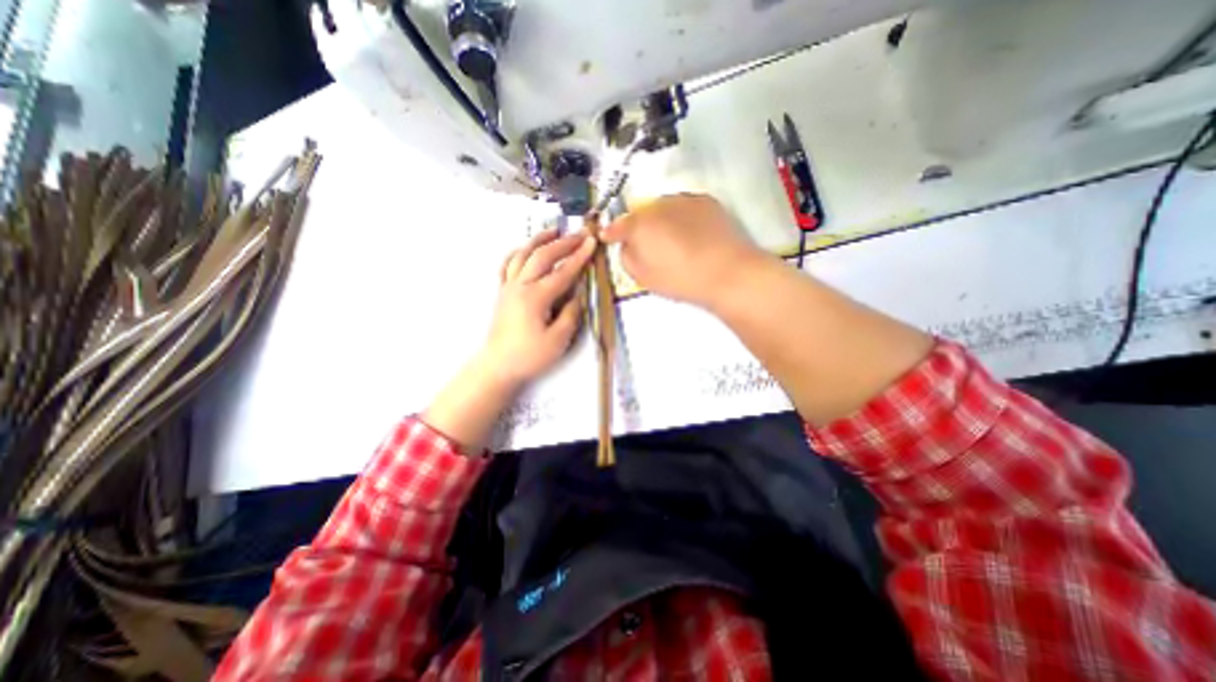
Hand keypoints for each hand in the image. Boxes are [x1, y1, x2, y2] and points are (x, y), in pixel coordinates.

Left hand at [425, 230, 596, 453]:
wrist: (498, 365)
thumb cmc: (529, 356)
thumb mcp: (558, 340)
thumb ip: (571, 314)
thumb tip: (578, 294)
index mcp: (536, 297)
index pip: (563, 272)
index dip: (579, 257)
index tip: (592, 242)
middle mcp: (520, 285)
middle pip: (542, 256)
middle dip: (563, 243)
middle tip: (580, 234)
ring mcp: (508, 286)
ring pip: (523, 254)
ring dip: (539, 240)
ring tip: (554, 231)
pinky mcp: (502, 292)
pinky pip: (507, 265)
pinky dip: (517, 252)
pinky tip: (525, 249)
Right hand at [600, 193, 768, 309]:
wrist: (726, 272)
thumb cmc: (680, 279)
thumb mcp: (643, 277)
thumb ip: (627, 257)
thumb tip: (627, 245)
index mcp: (639, 225)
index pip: (618, 225)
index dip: (611, 232)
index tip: (608, 237)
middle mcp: (658, 205)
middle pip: (641, 214)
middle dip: (639, 226)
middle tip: (647, 244)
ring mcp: (683, 200)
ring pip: (663, 208)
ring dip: (661, 219)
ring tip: (671, 239)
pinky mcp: (705, 201)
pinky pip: (684, 207)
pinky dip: (681, 217)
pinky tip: (690, 233)